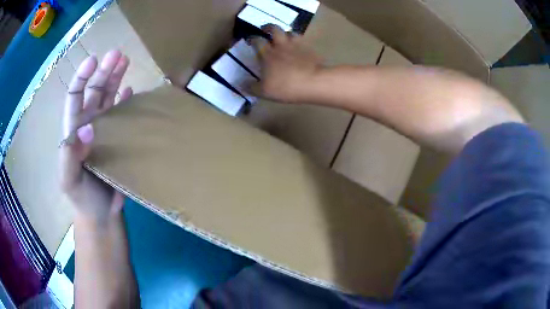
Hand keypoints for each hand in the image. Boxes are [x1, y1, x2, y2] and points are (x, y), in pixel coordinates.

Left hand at [60, 50, 132, 224]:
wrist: (100, 214)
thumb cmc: (82, 198)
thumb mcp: (69, 180)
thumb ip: (71, 156)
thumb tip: (88, 128)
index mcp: (73, 130)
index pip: (74, 97)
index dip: (82, 78)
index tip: (93, 60)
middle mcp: (87, 125)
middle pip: (94, 91)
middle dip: (103, 71)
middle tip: (117, 54)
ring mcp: (103, 131)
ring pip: (108, 98)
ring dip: (115, 79)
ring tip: (125, 61)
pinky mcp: (118, 140)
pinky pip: (120, 115)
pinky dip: (125, 101)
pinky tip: (130, 90)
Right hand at [250, 24, 322, 103]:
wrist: (314, 83)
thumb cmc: (286, 87)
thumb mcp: (264, 92)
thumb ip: (251, 87)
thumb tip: (240, 84)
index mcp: (267, 54)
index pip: (257, 41)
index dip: (252, 39)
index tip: (250, 40)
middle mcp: (281, 45)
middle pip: (274, 29)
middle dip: (268, 27)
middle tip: (265, 29)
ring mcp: (296, 45)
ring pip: (289, 32)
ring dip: (284, 33)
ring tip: (283, 36)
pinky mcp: (309, 49)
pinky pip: (302, 40)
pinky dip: (298, 41)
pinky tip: (298, 46)